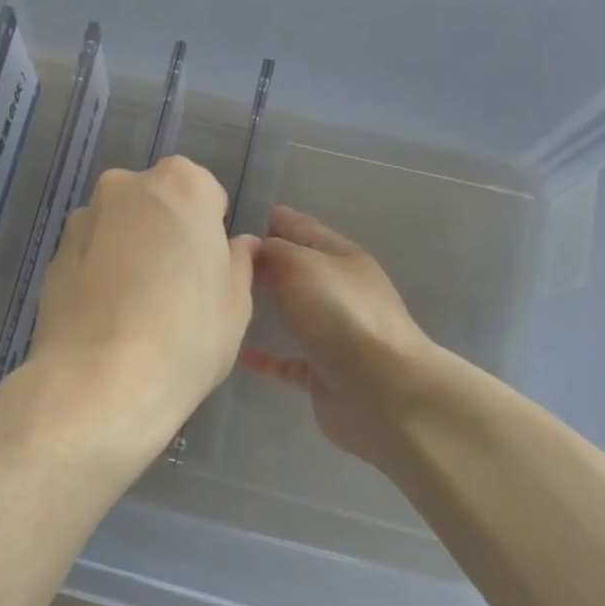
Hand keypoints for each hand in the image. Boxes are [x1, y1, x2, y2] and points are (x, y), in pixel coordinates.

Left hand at [26, 158, 256, 460]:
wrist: (100, 383)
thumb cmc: (186, 336)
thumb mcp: (236, 303)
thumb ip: (238, 262)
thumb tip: (238, 245)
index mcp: (180, 184)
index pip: (205, 193)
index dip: (209, 231)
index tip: (207, 269)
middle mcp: (125, 186)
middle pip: (156, 203)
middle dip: (166, 232)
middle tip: (174, 286)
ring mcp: (83, 219)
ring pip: (119, 226)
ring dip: (129, 250)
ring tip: (135, 307)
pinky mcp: (52, 256)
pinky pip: (90, 255)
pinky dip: (99, 272)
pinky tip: (107, 317)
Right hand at [243, 206, 440, 471]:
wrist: (382, 391)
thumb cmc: (340, 315)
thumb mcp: (301, 265)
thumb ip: (273, 251)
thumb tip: (253, 249)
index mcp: (343, 258)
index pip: (304, 229)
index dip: (276, 220)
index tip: (240, 214)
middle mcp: (341, 293)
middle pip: (297, 271)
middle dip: (265, 263)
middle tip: (222, 259)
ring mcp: (335, 335)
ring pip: (294, 314)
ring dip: (266, 308)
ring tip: (226, 302)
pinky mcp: (324, 373)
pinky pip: (289, 361)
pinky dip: (267, 358)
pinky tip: (241, 353)